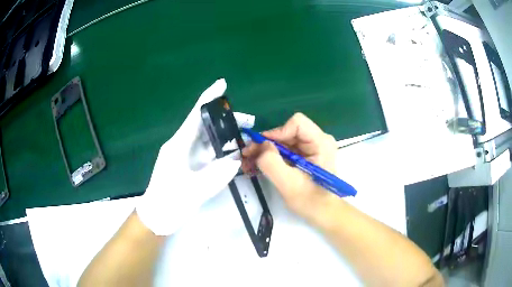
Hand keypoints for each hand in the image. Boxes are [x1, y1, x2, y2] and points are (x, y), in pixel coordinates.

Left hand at [137, 79, 250, 235]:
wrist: (157, 217)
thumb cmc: (169, 202)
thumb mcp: (194, 191)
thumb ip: (216, 175)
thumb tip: (236, 160)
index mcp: (178, 145)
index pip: (195, 115)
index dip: (209, 98)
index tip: (222, 84)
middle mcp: (181, 145)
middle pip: (204, 125)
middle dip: (226, 119)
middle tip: (249, 121)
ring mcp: (184, 155)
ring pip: (207, 138)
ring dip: (225, 134)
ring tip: (245, 135)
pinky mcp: (188, 164)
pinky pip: (206, 151)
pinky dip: (220, 148)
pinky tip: (233, 151)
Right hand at [242, 113, 338, 220]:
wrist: (323, 213)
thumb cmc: (311, 201)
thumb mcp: (289, 184)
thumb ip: (272, 163)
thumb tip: (260, 145)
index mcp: (321, 143)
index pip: (296, 124)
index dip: (277, 133)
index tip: (261, 148)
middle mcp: (318, 140)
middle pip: (287, 132)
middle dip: (266, 144)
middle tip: (248, 156)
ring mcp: (312, 147)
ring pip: (283, 140)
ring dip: (265, 151)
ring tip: (249, 163)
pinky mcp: (305, 155)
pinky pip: (285, 150)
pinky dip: (271, 157)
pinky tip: (257, 165)